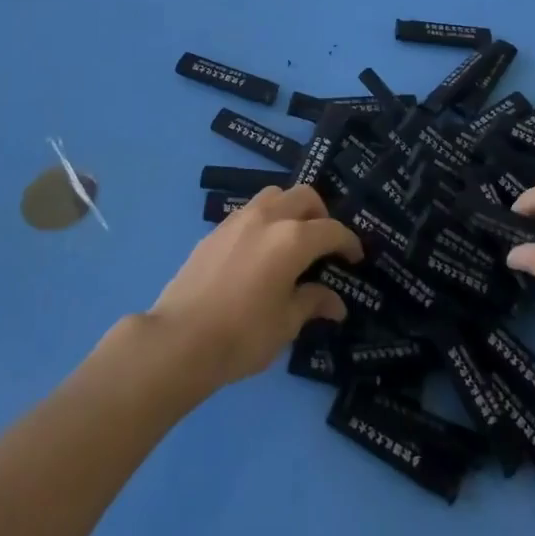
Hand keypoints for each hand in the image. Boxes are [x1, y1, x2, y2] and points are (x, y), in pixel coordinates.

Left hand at [147, 184, 362, 391]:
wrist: (179, 340)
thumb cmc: (242, 335)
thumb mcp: (285, 324)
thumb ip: (312, 303)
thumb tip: (336, 303)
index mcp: (292, 239)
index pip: (331, 230)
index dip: (348, 242)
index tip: (355, 257)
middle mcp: (268, 218)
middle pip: (304, 196)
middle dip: (321, 214)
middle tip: (324, 243)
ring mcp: (238, 220)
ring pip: (274, 195)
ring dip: (291, 208)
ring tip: (292, 238)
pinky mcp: (215, 230)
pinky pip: (250, 211)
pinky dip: (265, 220)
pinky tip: (260, 250)